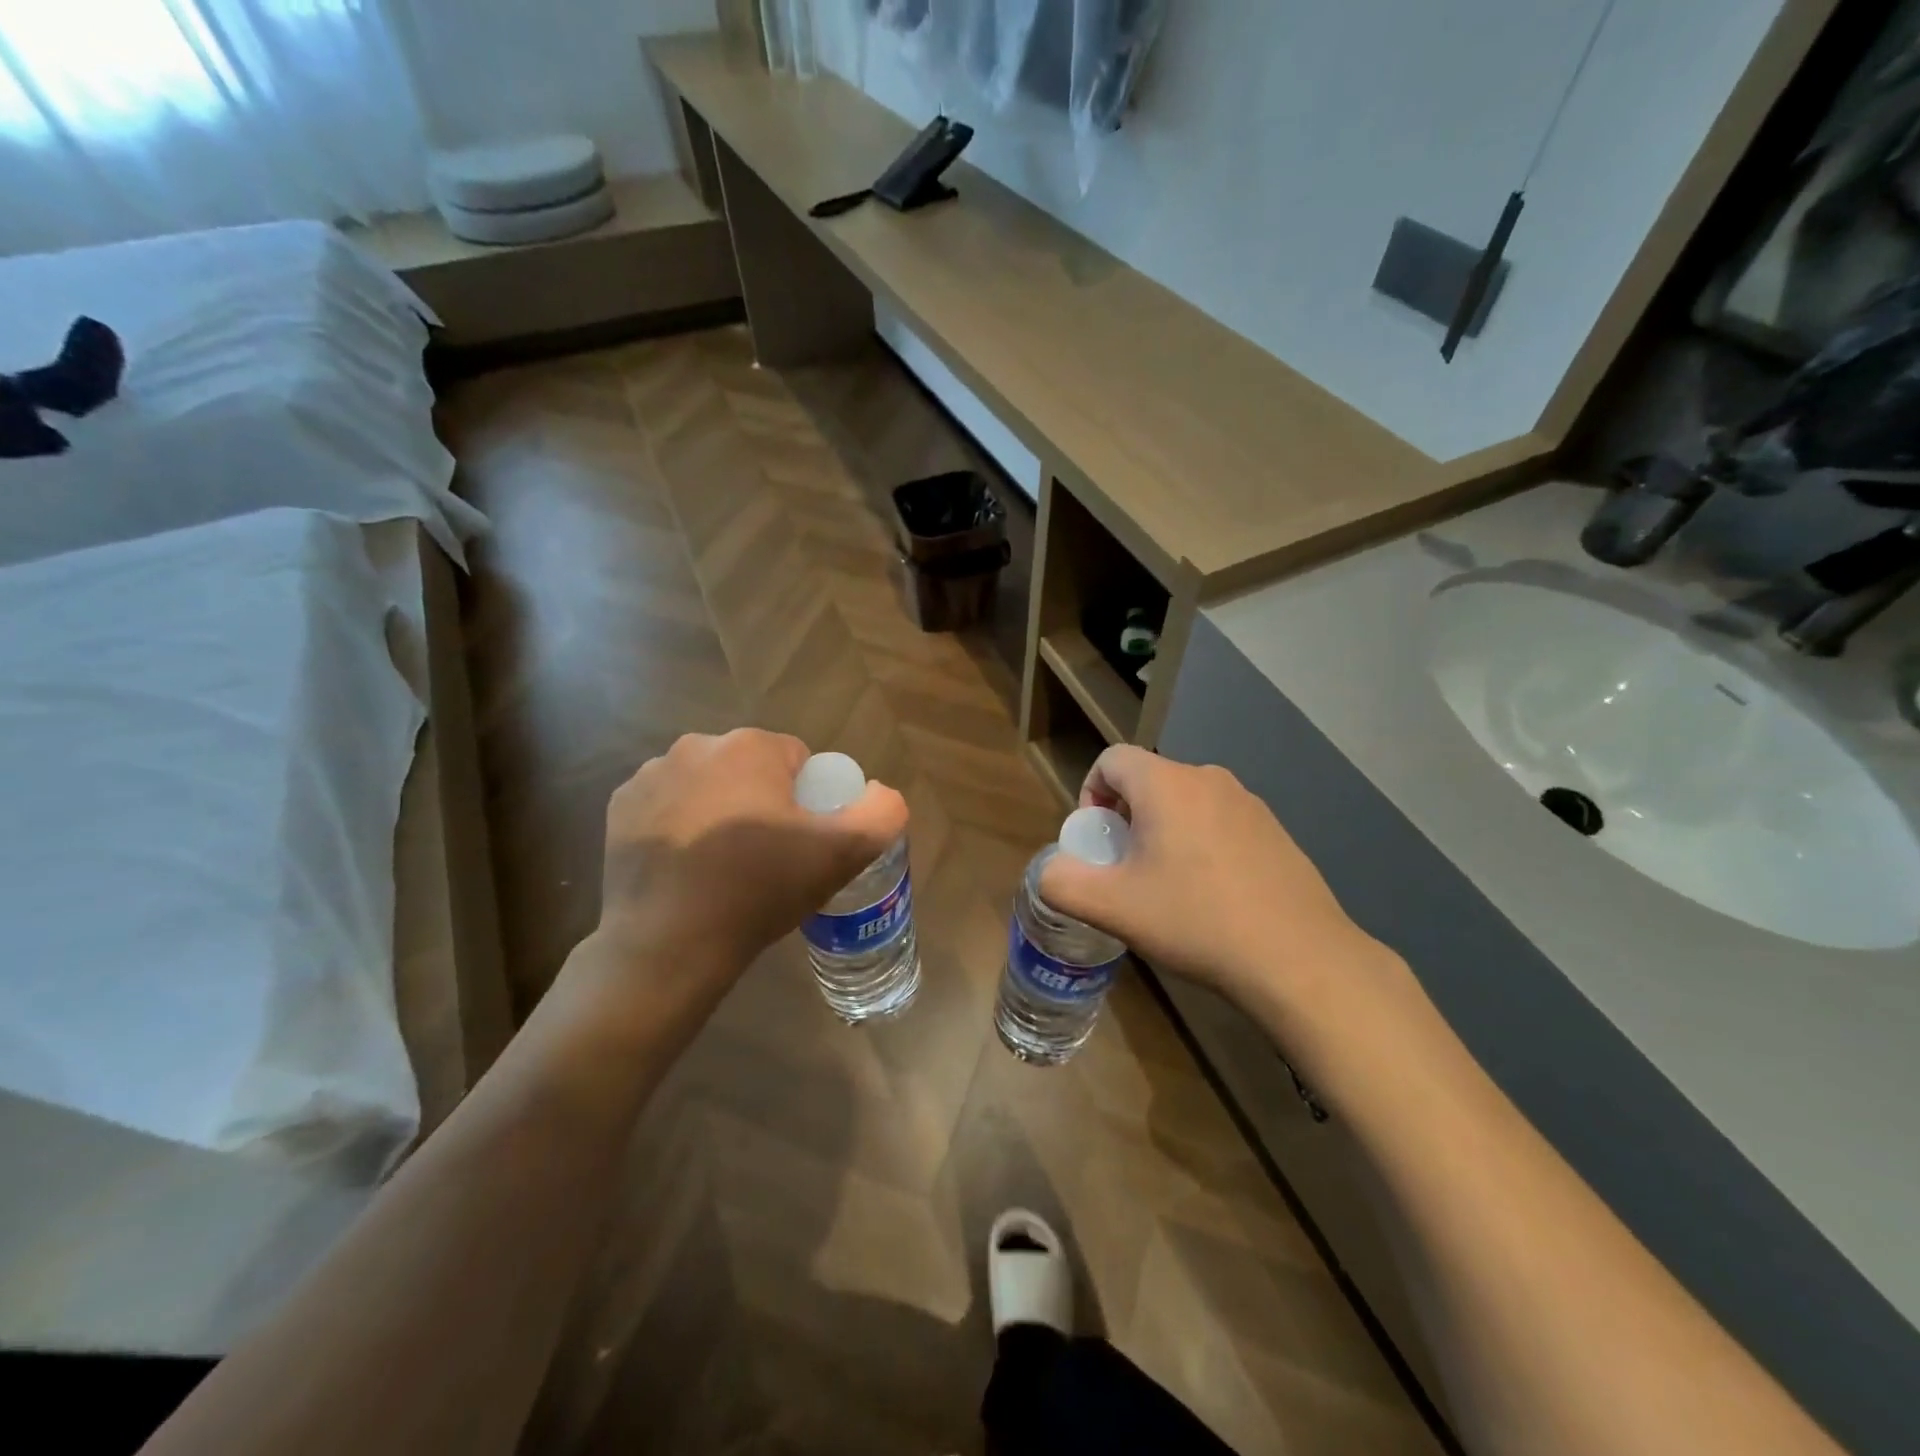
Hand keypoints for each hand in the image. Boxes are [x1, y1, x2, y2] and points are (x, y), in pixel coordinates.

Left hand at [588, 729, 907, 1000]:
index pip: (798, 760)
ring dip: (721, 810)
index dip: (809, 800)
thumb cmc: (759, 889)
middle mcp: (696, 746)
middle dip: (764, 802)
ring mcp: (650, 775)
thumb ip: (882, 813)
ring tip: (725, 867)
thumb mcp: (843, 854)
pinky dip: (681, 825)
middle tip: (768, 858)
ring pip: (709, 785)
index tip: (802, 842)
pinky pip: (668, 805)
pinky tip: (687, 867)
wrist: (669, 944)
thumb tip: (880, 793)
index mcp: (749, 747)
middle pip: (751, 770)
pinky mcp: (619, 807)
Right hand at [1037, 746, 1393, 1020]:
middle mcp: (1208, 779)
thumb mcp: (1113, 908)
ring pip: (1184, 802)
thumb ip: (1063, 883)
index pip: (1111, 759)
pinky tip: (1212, 896)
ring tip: (1167, 887)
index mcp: (1166, 784)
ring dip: (1163, 831)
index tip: (1097, 842)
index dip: (1091, 793)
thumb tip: (1050, 872)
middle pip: (1147, 781)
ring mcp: (1248, 803)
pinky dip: (1200, 844)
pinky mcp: (1274, 830)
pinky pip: (1218, 822)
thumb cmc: (1196, 921)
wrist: (1299, 958)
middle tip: (1126, 870)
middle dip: (1125, 818)